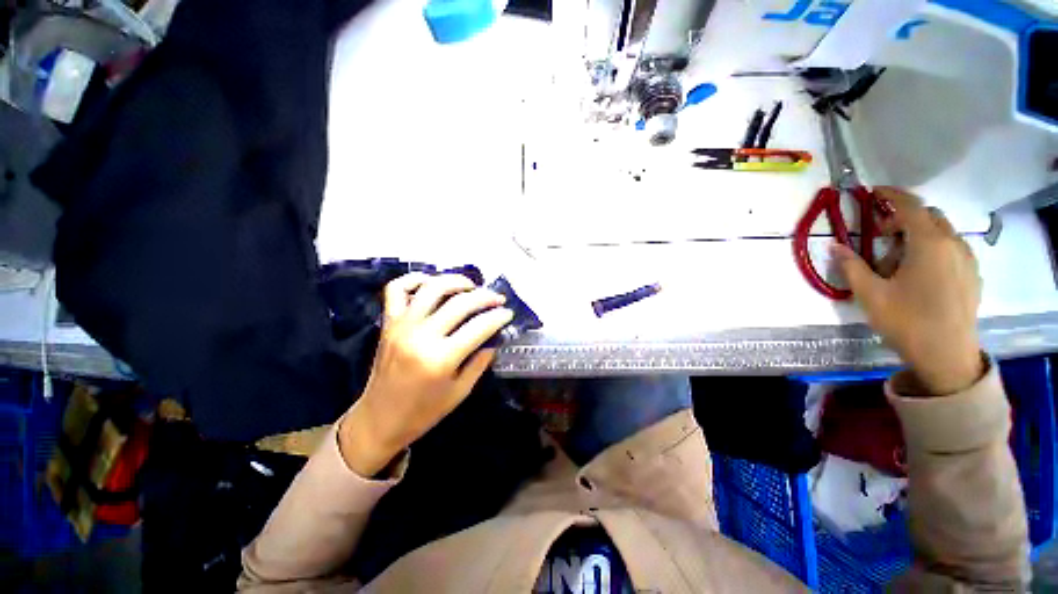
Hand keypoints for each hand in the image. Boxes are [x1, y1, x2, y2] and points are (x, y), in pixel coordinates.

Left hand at [338, 273, 513, 475]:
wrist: (379, 419)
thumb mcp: (461, 391)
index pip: (479, 326)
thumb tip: (494, 336)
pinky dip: (415, 279)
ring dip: (456, 281)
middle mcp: (421, 336)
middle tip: (497, 298)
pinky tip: (432, 283)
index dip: (498, 316)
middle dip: (485, 296)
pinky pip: (397, 289)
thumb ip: (480, 361)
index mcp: (441, 359)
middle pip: (460, 303)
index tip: (508, 313)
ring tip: (471, 286)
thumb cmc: (424, 411)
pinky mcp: (388, 322)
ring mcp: (402, 326)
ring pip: (432, 288)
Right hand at [831, 187, 983, 394]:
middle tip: (880, 237)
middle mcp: (953, 244)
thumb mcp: (870, 294)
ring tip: (899, 260)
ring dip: (919, 234)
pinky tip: (920, 272)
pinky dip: (934, 248)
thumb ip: (851, 265)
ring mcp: (967, 259)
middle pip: (929, 216)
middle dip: (903, 218)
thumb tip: (834, 245)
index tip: (873, 191)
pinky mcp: (973, 275)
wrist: (947, 355)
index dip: (891, 194)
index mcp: (929, 244)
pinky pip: (952, 248)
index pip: (911, 206)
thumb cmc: (906, 320)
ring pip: (942, 232)